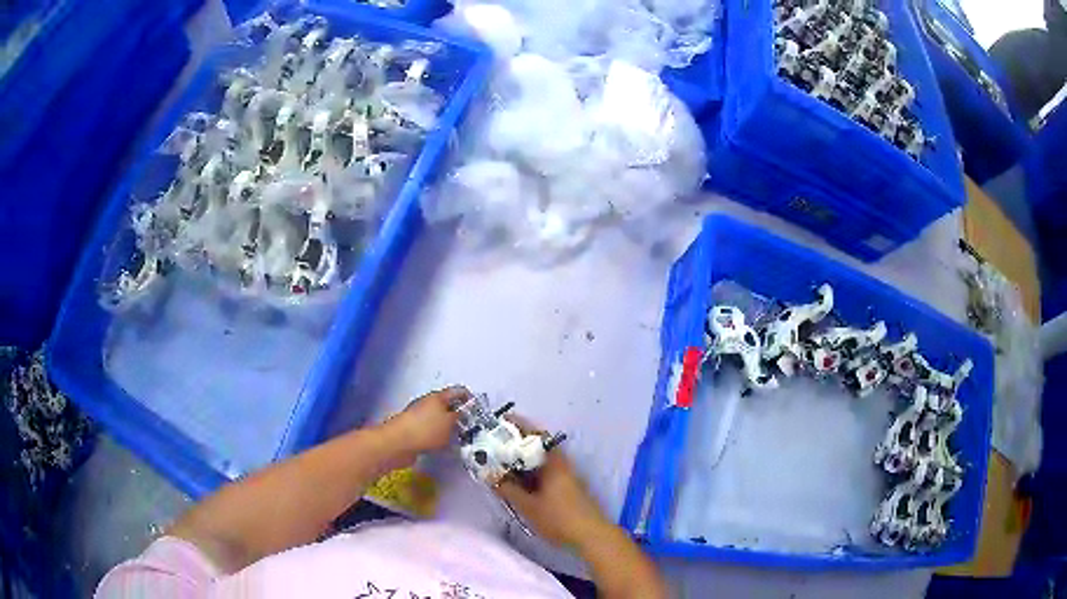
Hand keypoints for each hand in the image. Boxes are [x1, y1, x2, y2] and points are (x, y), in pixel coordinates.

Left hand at [380, 386, 466, 454]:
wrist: (398, 443)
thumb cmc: (426, 430)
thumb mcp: (449, 423)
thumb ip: (459, 416)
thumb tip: (462, 413)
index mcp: (438, 397)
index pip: (457, 391)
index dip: (469, 398)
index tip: (477, 410)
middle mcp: (428, 403)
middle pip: (447, 405)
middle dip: (459, 414)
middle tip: (469, 426)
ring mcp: (419, 416)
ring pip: (439, 419)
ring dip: (448, 427)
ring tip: (458, 438)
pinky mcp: (413, 429)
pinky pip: (430, 430)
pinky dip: (438, 436)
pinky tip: (443, 446)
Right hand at [495, 417, 610, 548]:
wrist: (591, 536)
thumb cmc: (559, 518)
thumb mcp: (528, 506)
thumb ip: (508, 490)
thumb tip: (490, 476)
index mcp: (553, 462)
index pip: (536, 435)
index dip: (518, 426)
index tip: (500, 423)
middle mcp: (561, 463)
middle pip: (538, 446)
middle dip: (516, 443)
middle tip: (494, 444)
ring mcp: (566, 475)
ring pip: (541, 460)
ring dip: (523, 459)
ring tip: (500, 462)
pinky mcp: (567, 487)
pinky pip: (545, 471)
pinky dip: (530, 471)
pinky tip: (518, 481)